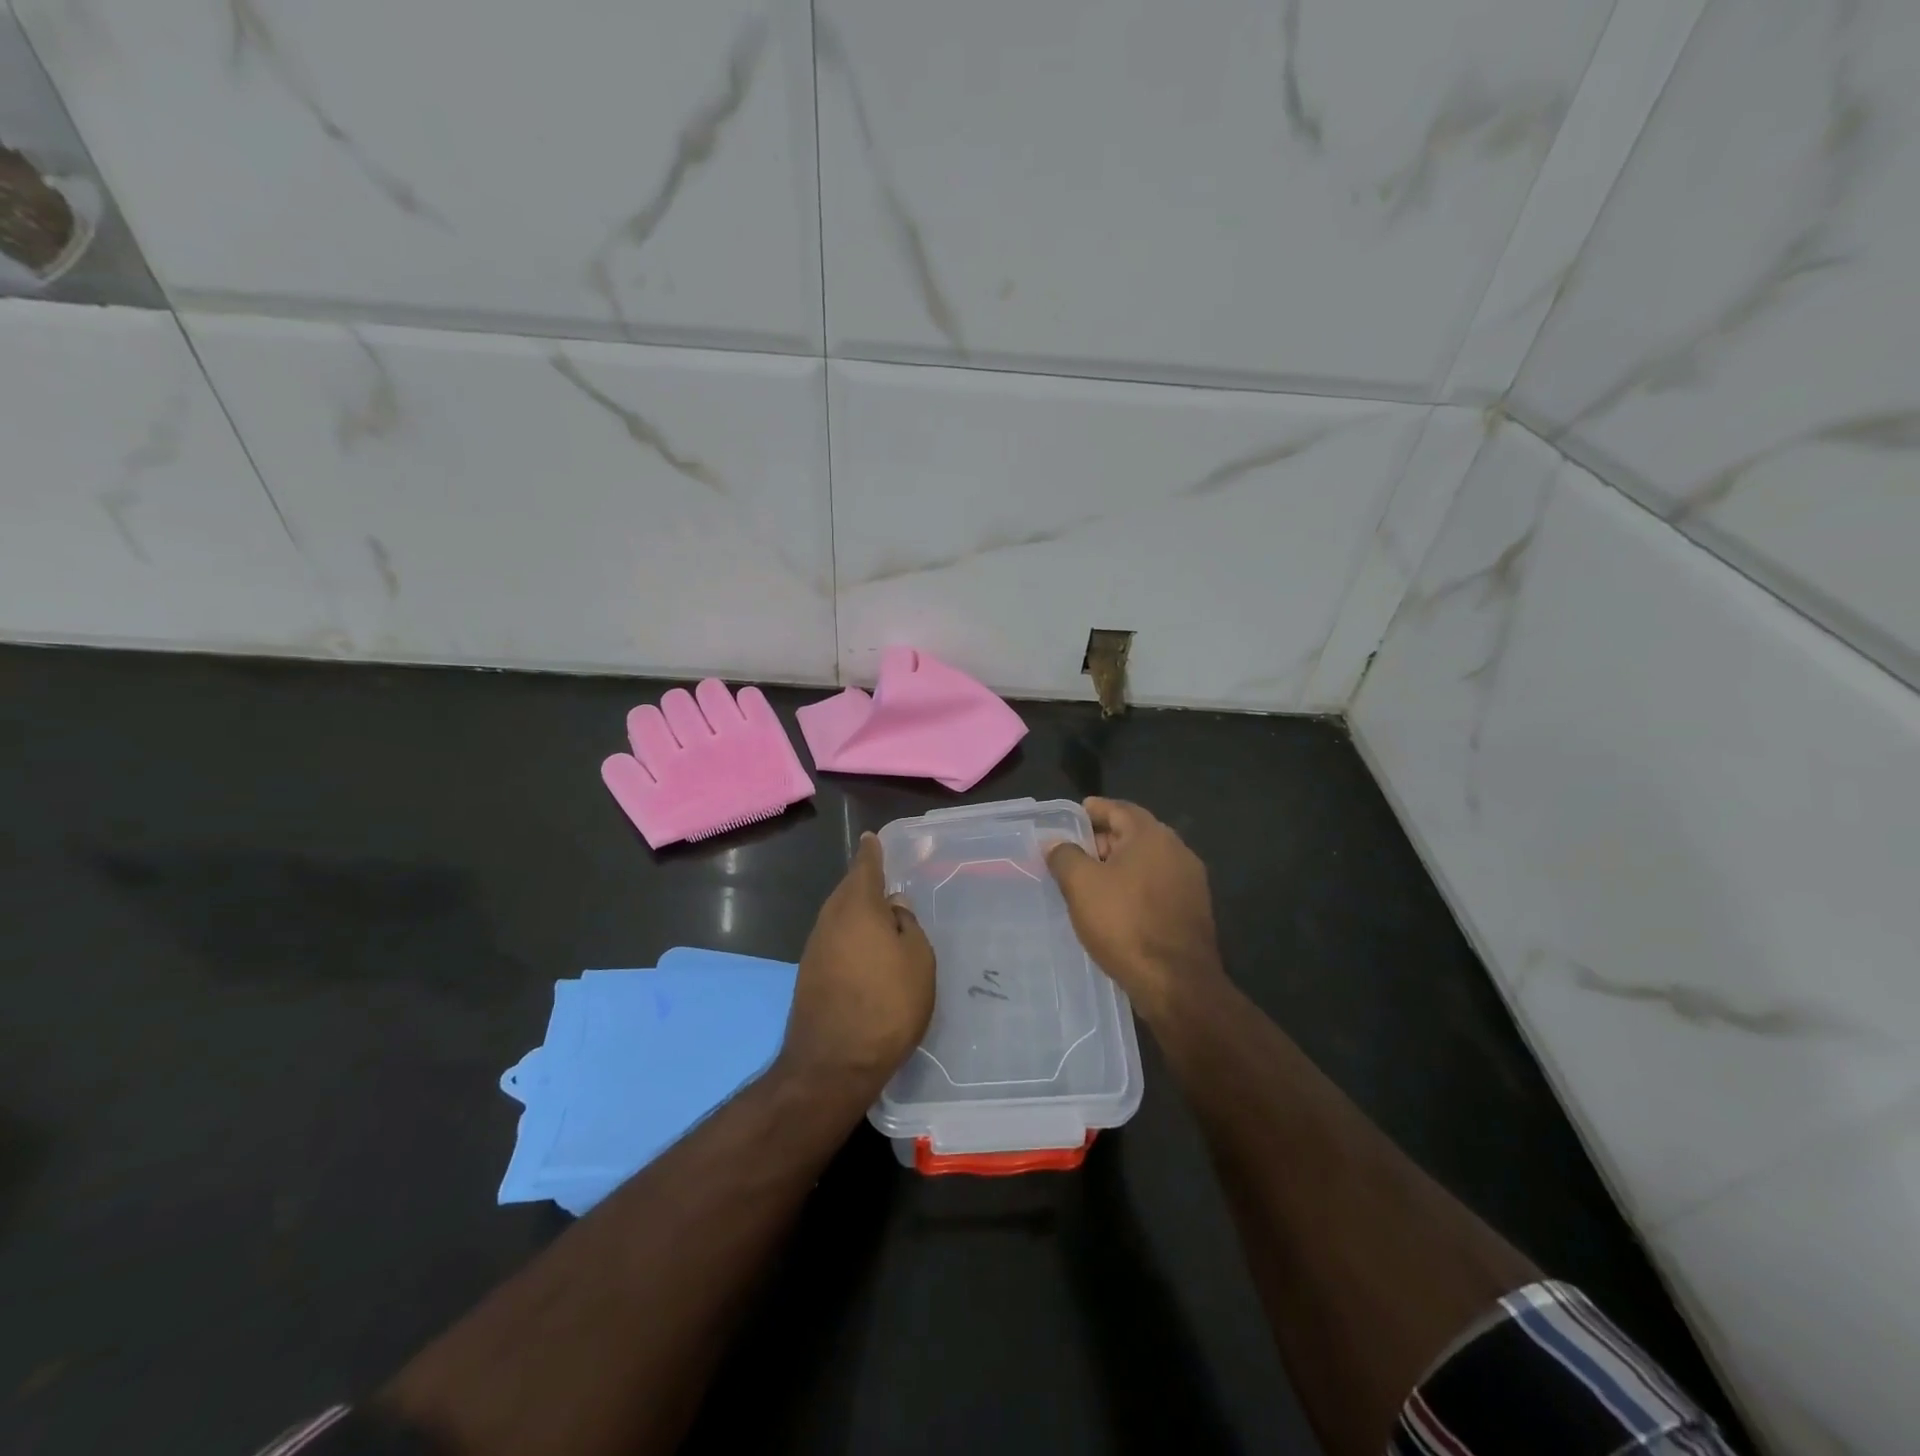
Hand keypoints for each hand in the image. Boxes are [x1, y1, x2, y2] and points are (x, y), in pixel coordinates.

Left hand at [779, 833, 935, 1102]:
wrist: (833, 1063)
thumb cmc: (887, 1003)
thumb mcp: (918, 960)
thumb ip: (907, 925)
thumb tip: (893, 906)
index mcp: (858, 905)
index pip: (865, 865)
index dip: (872, 851)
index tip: (872, 838)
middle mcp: (830, 918)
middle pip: (849, 890)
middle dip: (866, 884)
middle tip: (888, 882)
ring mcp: (815, 947)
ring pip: (841, 917)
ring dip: (859, 914)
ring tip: (882, 919)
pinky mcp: (809, 974)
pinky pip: (835, 940)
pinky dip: (851, 938)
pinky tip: (866, 953)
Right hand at [1046, 797, 1225, 1025]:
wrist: (1177, 982)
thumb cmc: (1125, 923)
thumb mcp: (1081, 885)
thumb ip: (1065, 856)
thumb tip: (1056, 843)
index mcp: (1151, 835)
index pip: (1119, 809)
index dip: (1094, 810)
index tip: (1073, 816)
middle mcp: (1177, 850)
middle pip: (1134, 834)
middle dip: (1104, 840)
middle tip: (1075, 853)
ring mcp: (1190, 882)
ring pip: (1147, 862)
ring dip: (1119, 866)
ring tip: (1091, 881)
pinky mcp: (1194, 910)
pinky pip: (1158, 886)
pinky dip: (1135, 887)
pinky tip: (1117, 906)